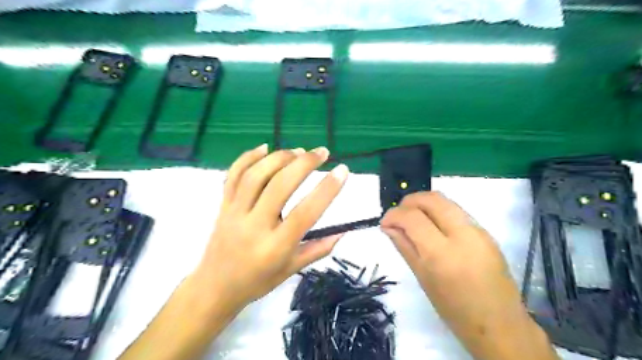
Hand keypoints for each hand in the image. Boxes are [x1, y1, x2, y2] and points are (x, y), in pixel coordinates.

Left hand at [194, 143, 349, 311]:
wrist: (214, 288)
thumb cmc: (257, 281)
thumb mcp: (291, 270)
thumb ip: (318, 249)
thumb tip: (343, 232)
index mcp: (275, 247)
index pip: (305, 213)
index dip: (326, 190)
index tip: (342, 171)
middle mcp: (254, 226)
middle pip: (279, 186)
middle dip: (303, 164)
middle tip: (321, 152)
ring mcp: (234, 213)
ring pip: (255, 176)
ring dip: (279, 158)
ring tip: (298, 151)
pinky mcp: (223, 205)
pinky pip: (233, 176)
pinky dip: (248, 157)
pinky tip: (265, 147)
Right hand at [380, 193, 557, 359]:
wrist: (500, 325)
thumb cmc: (454, 310)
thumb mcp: (423, 278)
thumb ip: (404, 246)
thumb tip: (388, 226)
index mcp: (442, 254)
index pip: (413, 217)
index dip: (394, 214)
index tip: (384, 222)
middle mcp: (463, 235)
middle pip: (432, 199)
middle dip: (409, 201)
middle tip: (398, 215)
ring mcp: (479, 231)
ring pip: (446, 201)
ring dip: (424, 204)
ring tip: (412, 218)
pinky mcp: (487, 232)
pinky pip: (457, 212)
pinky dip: (438, 212)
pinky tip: (432, 227)